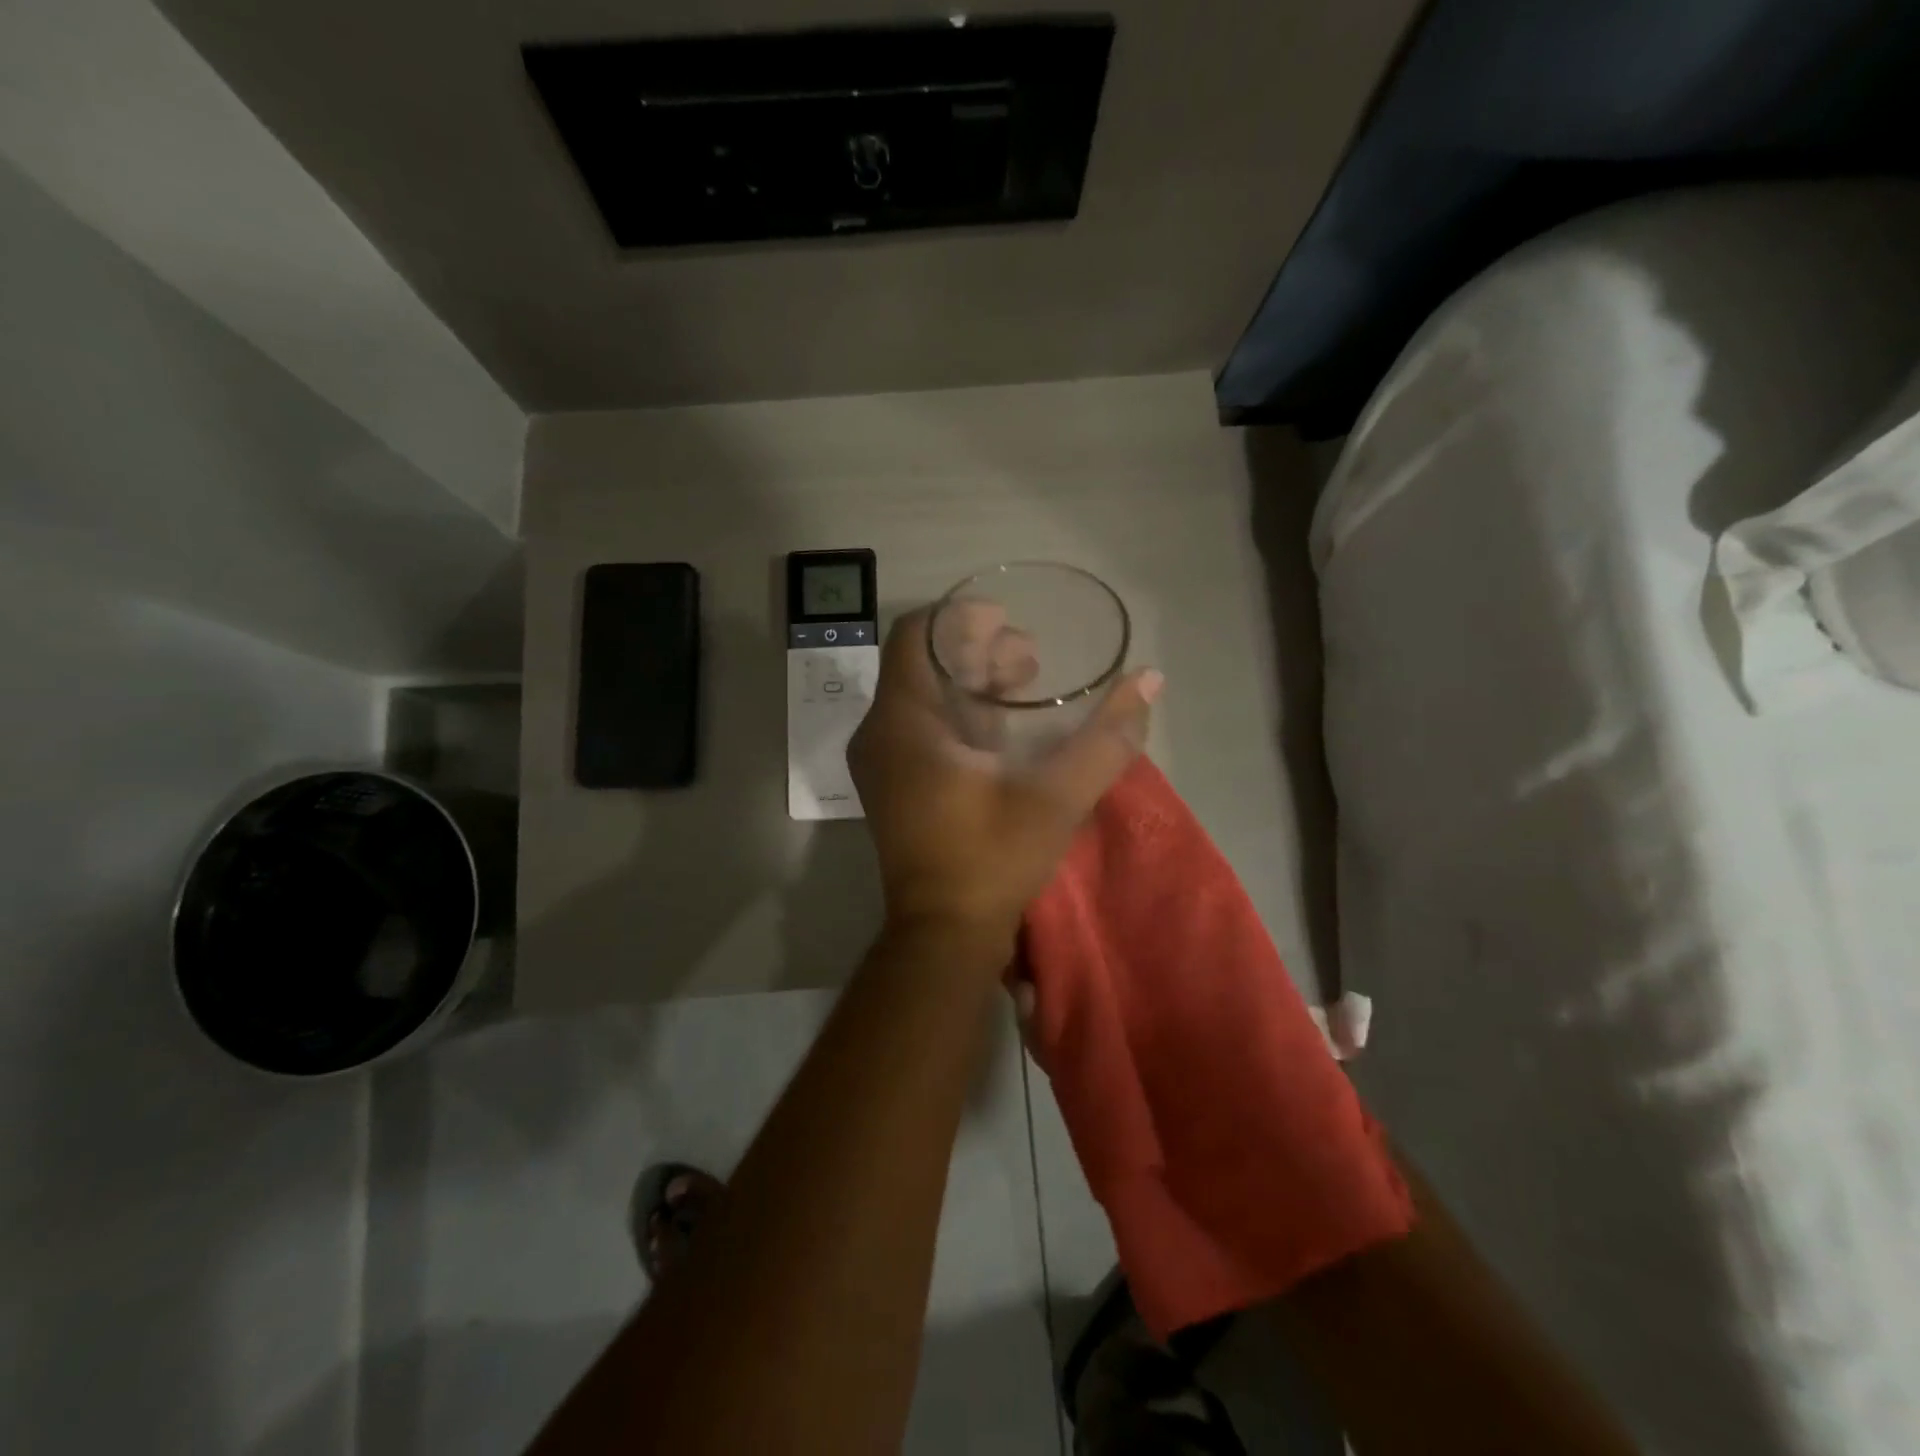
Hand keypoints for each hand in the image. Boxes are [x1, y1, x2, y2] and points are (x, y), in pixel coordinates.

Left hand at [847, 605, 1162, 944]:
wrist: (943, 935)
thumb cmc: (991, 860)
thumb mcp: (1056, 797)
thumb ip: (1106, 737)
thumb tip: (1150, 681)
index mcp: (904, 722)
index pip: (917, 635)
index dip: (962, 617)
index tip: (1009, 619)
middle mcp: (881, 733)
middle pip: (924, 662)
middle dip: (978, 648)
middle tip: (1033, 658)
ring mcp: (883, 761)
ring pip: (923, 694)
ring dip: (972, 680)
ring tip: (1027, 683)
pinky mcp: (894, 783)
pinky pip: (922, 725)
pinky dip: (961, 712)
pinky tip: (1005, 726)